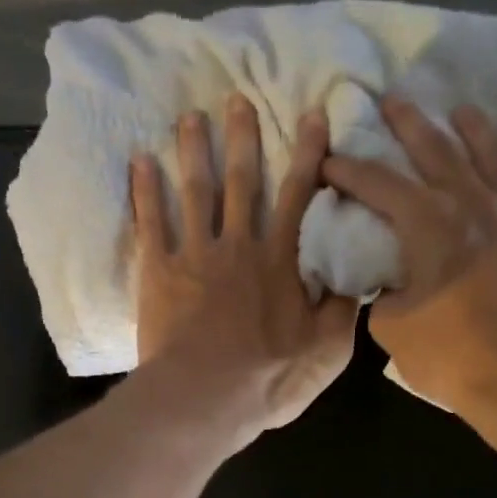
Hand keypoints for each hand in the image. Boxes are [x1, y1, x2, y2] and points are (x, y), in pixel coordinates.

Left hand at [130, 96, 358, 445]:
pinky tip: (140, 162)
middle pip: (242, 182)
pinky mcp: (158, 273)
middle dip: (242, 139)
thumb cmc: (268, 379)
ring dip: (193, 152)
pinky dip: (144, 192)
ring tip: (190, 118)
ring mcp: (194, 255)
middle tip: (237, 99)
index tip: (312, 115)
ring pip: (195, 192)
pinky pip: (150, 223)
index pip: (299, 196)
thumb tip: (357, 277)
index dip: (308, 155)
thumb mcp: (326, 351)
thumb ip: (342, 309)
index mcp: (280, 261)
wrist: (203, 398)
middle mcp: (238, 246)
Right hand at [322, 97, 496, 413]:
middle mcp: (473, 205)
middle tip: (391, 101)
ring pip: (492, 156)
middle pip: (437, 151)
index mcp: (429, 224)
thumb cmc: (449, 355)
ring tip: (459, 110)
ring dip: (471, 129)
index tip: (329, 160)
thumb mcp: (391, 326)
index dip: (350, 170)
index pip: (380, 184)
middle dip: (409, 125)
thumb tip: (392, 279)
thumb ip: (385, 290)